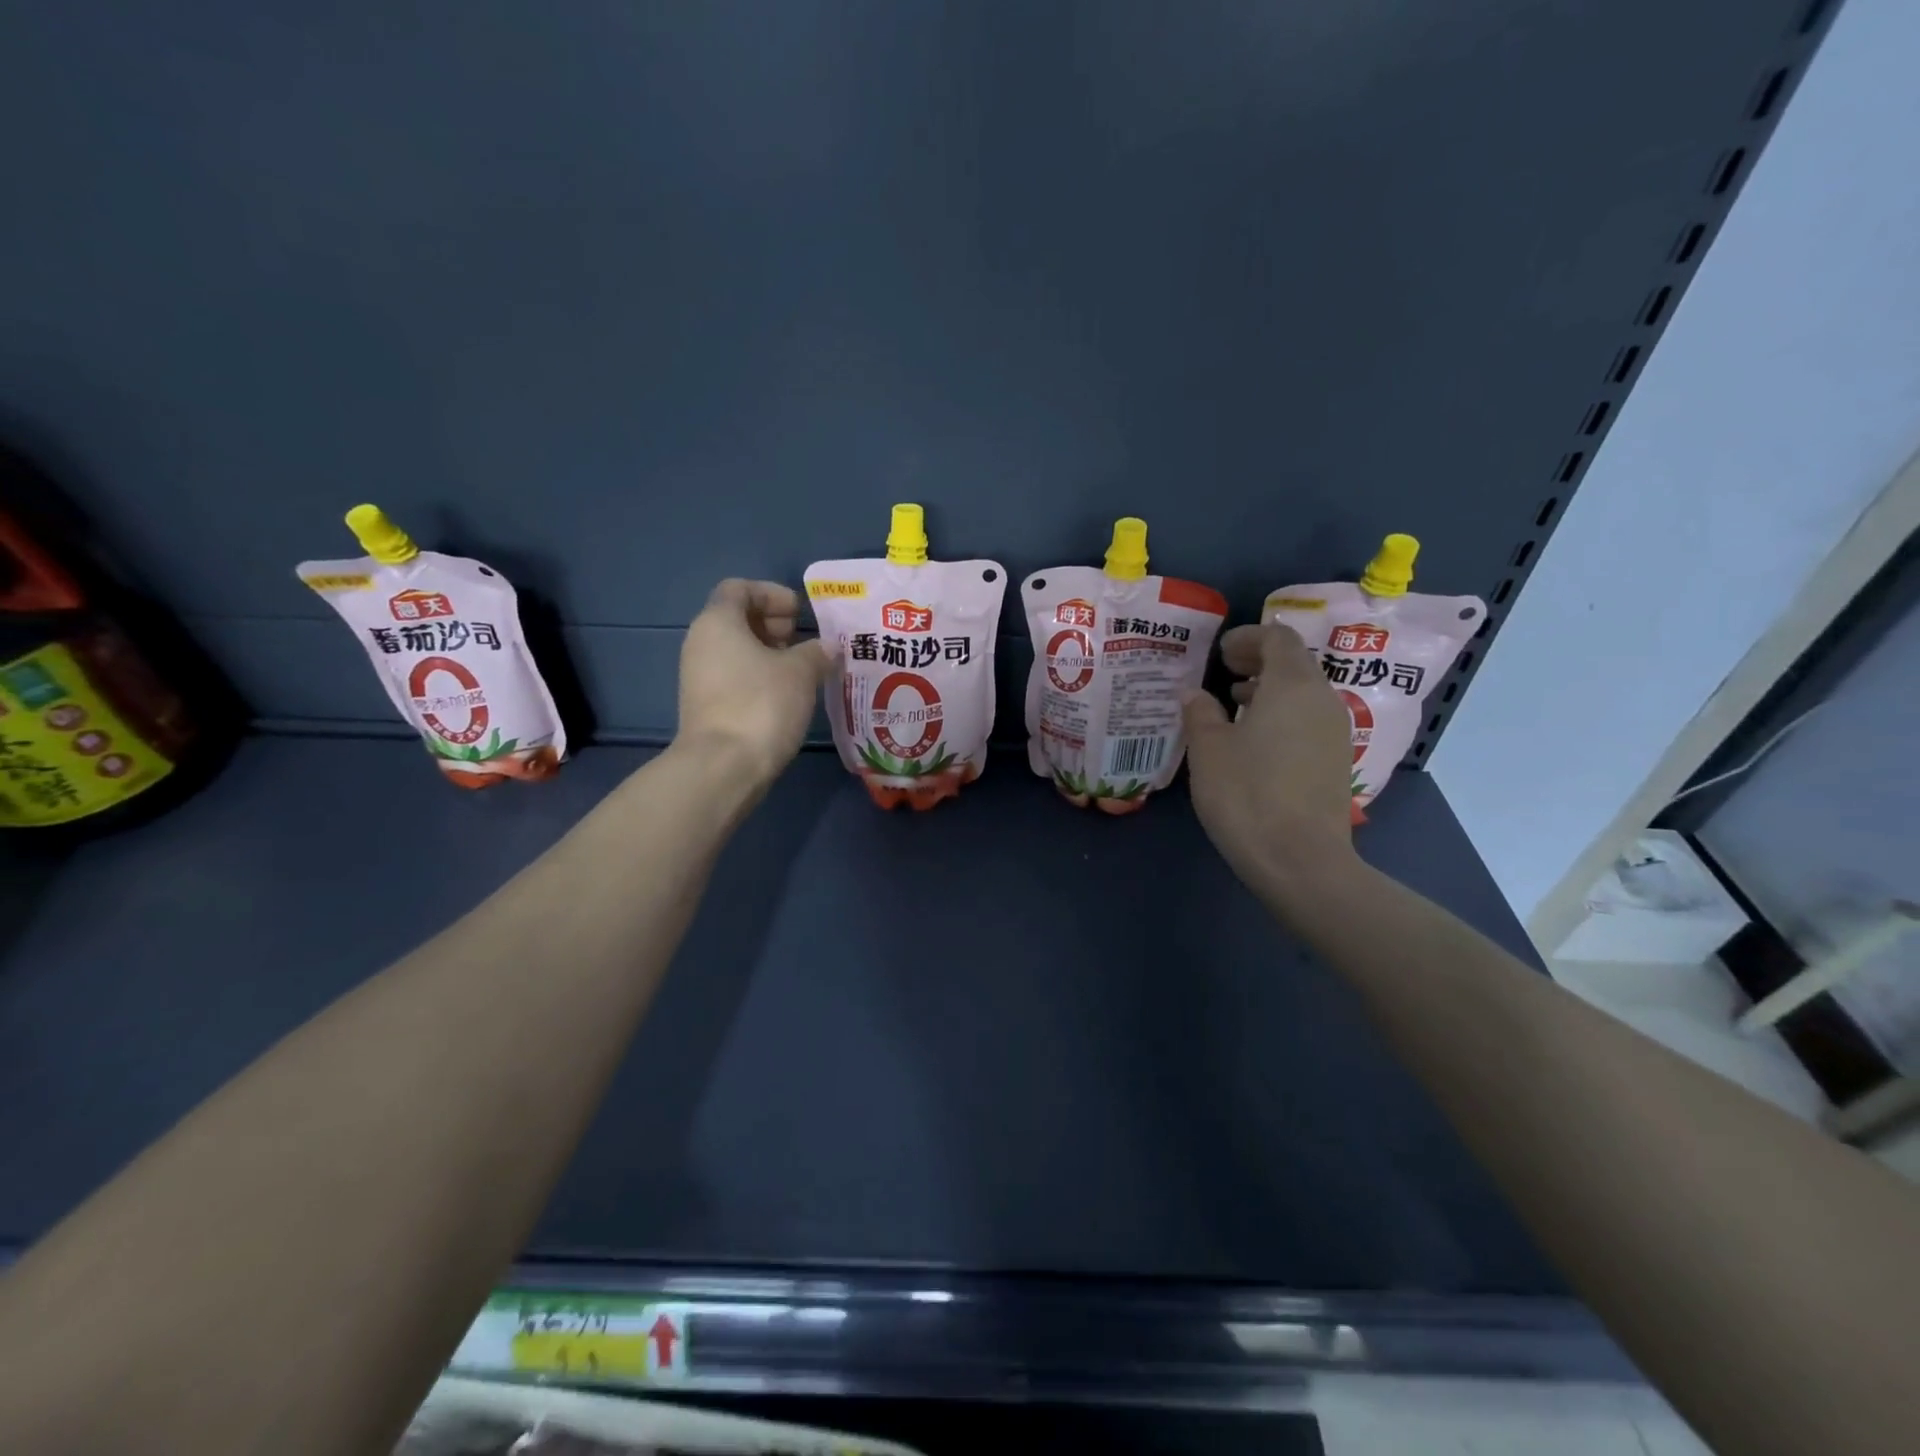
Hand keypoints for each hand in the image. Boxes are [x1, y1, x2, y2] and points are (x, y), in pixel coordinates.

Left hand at [676, 579, 834, 789]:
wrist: (723, 767)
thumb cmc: (761, 704)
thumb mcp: (800, 672)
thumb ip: (816, 652)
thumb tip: (827, 646)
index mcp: (718, 622)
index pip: (739, 588)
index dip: (772, 593)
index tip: (800, 613)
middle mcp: (701, 643)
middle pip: (736, 618)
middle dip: (773, 623)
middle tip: (804, 640)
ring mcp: (699, 676)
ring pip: (736, 650)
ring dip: (770, 653)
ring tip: (803, 670)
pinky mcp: (705, 705)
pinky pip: (735, 676)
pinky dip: (760, 676)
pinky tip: (787, 695)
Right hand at [1183, 623, 1358, 894]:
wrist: (1300, 860)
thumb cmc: (1247, 794)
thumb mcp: (1208, 750)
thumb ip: (1200, 713)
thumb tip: (1195, 694)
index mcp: (1292, 685)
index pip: (1278, 637)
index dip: (1248, 637)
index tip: (1219, 651)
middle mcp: (1323, 699)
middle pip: (1295, 662)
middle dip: (1259, 660)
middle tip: (1224, 671)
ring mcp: (1336, 731)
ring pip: (1304, 692)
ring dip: (1271, 689)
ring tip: (1235, 704)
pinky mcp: (1338, 760)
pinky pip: (1310, 719)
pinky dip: (1283, 714)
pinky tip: (1256, 740)